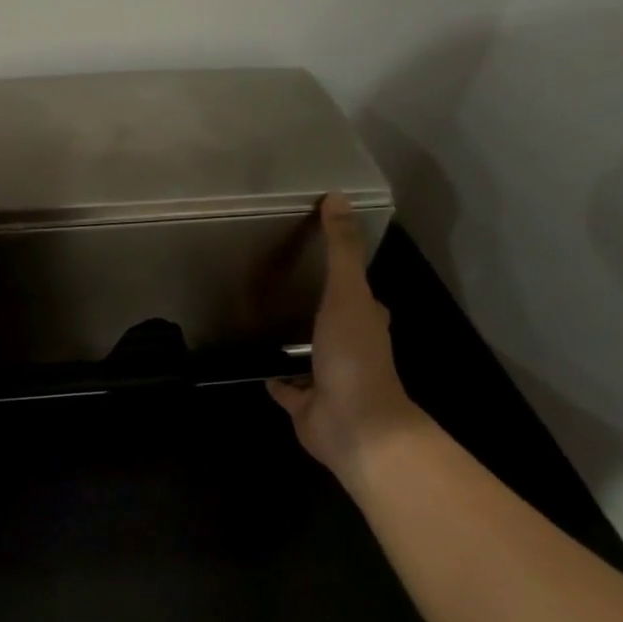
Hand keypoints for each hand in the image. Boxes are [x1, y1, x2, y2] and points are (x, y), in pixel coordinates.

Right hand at [267, 196, 418, 475]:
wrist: (353, 424)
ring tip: (263, 321)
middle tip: (283, 285)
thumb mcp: (347, 293)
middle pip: (332, 322)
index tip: (320, 256)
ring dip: (293, 343)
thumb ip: (340, 250)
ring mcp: (327, 378)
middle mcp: (349, 348)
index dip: (344, 275)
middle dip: (315, 307)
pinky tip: (257, 367)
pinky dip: (275, 379)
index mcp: (365, 321)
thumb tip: (337, 197)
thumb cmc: (353, 355)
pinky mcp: (304, 404)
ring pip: (307, 354)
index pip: (359, 293)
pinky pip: (286, 389)